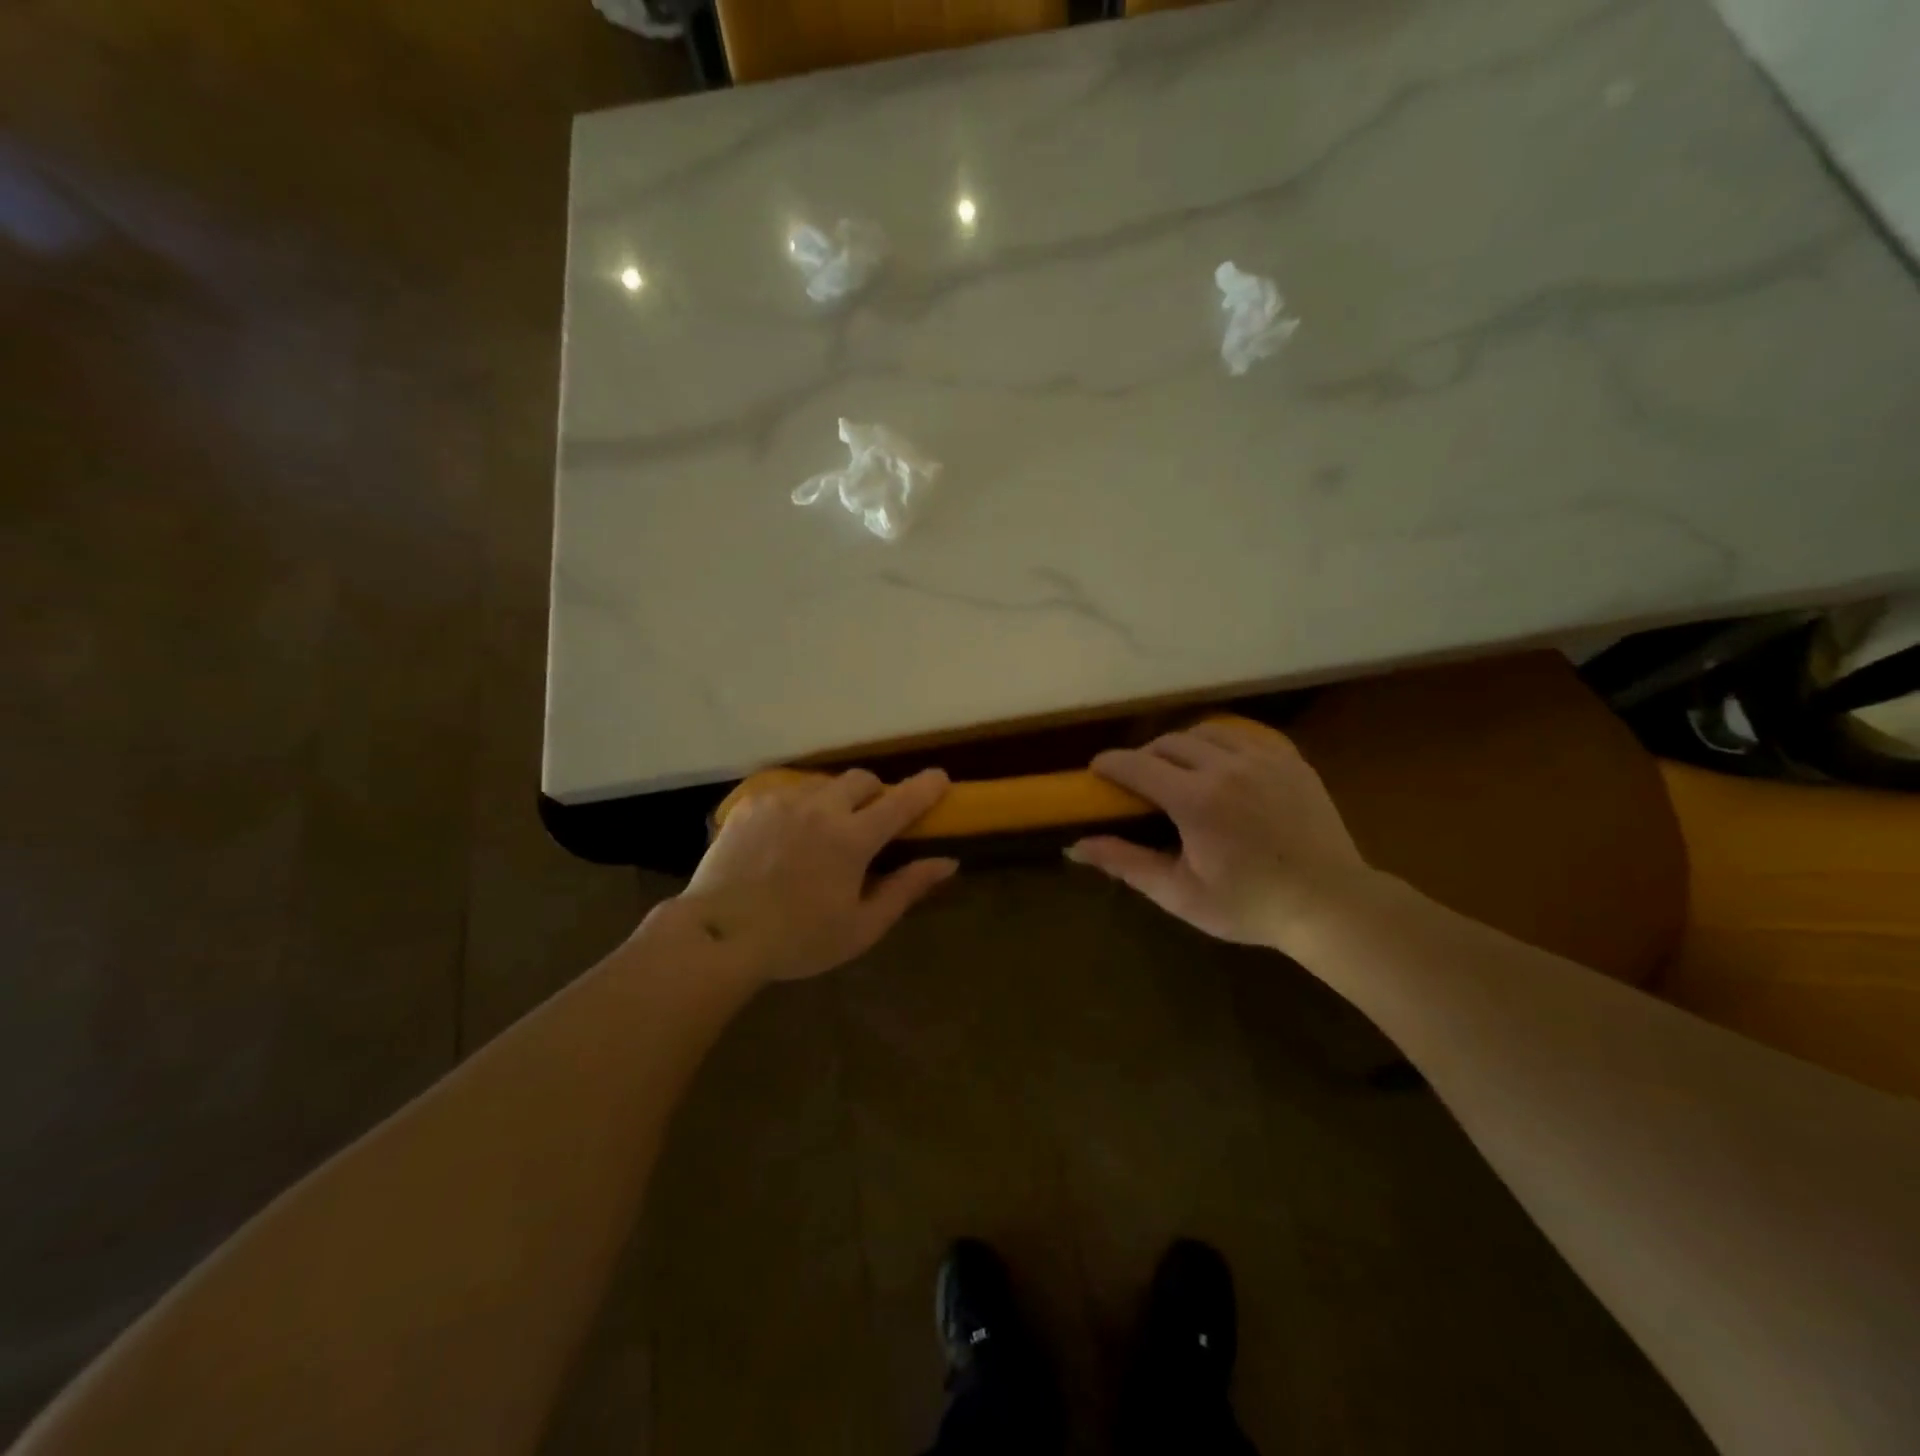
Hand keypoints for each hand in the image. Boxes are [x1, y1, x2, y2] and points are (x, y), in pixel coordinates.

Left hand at [670, 768, 957, 984]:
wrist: (719, 936)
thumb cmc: (798, 940)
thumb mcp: (861, 926)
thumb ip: (906, 889)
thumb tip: (947, 862)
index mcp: (852, 838)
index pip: (902, 800)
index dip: (927, 786)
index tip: (941, 779)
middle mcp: (820, 808)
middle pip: (862, 779)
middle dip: (876, 793)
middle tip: (871, 822)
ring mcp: (782, 802)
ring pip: (823, 784)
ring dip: (836, 799)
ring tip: (824, 832)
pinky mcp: (751, 805)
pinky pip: (787, 793)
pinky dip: (799, 807)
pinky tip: (786, 837)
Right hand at [1068, 720, 1369, 950]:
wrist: (1331, 904)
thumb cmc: (1249, 905)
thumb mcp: (1180, 893)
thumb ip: (1126, 863)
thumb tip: (1075, 847)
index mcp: (1196, 800)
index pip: (1137, 766)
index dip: (1110, 764)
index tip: (1096, 771)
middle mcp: (1226, 767)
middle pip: (1168, 743)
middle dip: (1144, 756)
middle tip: (1138, 781)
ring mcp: (1263, 758)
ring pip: (1206, 732)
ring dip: (1181, 746)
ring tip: (1178, 770)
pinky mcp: (1290, 760)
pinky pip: (1244, 736)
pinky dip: (1221, 744)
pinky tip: (1221, 765)